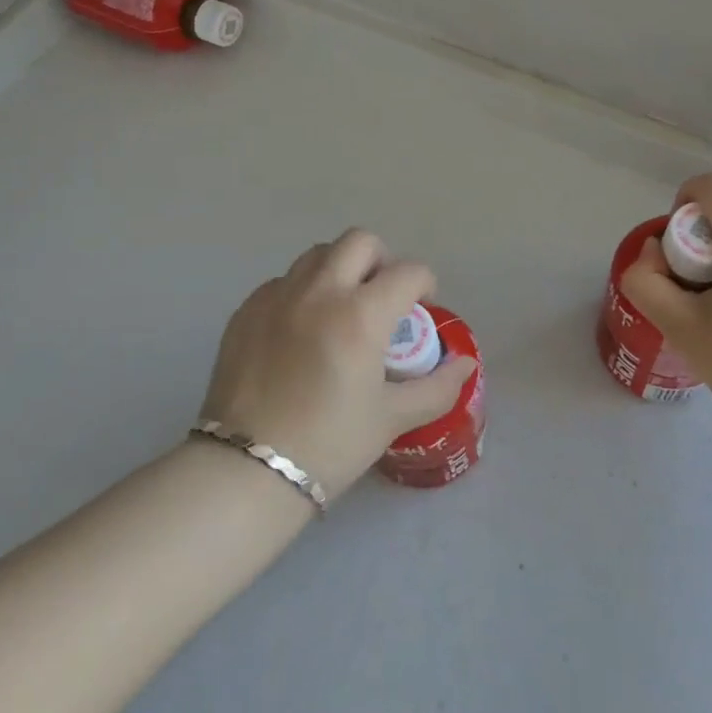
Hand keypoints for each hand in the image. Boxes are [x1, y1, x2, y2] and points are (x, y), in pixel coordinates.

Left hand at [200, 229, 477, 500]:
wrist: (247, 470)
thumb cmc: (329, 444)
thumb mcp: (391, 418)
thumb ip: (437, 387)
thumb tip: (465, 364)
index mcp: (360, 315)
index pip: (408, 272)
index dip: (425, 284)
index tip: (423, 307)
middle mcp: (319, 292)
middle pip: (360, 242)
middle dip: (382, 260)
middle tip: (383, 296)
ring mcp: (277, 296)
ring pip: (317, 254)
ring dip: (340, 269)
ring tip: (342, 308)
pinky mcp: (246, 310)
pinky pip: (283, 281)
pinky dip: (302, 291)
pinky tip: (301, 329)